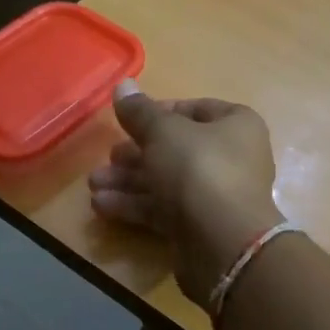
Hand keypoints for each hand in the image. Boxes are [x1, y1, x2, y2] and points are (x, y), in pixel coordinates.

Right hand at [88, 80, 284, 306]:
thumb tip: (123, 85)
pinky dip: (135, 205)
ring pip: (167, 180)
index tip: (130, 120)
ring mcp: (216, 195)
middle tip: (108, 157)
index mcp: (236, 125)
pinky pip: (164, 209)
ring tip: (93, 184)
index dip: (160, 111)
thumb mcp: (164, 133)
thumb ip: (140, 111)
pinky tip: (102, 205)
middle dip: (136, 152)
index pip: (196, 109)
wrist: (223, 244)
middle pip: (176, 148)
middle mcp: (231, 158)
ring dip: (129, 181)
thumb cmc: (199, 170)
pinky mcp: (200, 227)